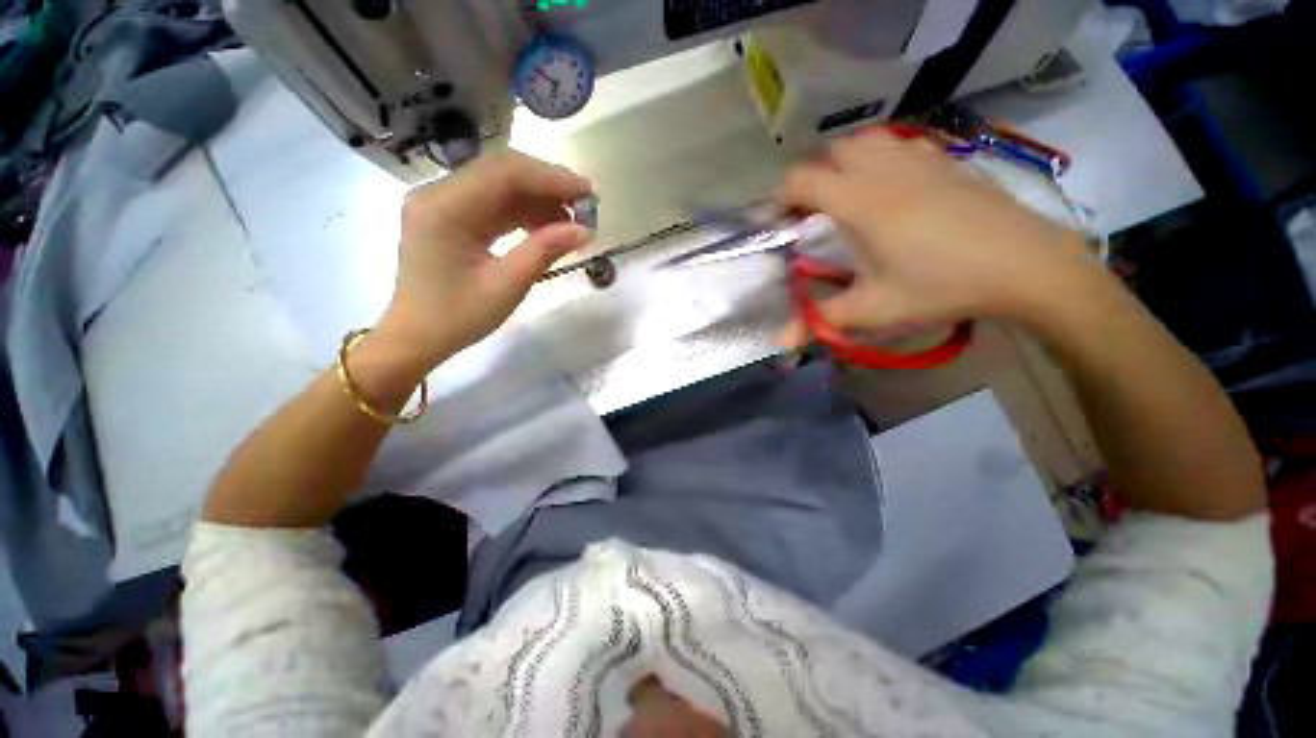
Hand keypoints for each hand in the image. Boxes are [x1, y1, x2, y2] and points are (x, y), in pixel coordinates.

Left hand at [376, 151, 593, 366]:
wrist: (418, 336)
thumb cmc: (458, 316)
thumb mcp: (507, 286)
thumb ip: (545, 251)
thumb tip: (585, 230)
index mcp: (444, 208)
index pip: (503, 174)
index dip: (550, 178)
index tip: (588, 193)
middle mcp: (438, 194)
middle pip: (501, 171)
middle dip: (547, 185)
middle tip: (584, 206)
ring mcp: (442, 203)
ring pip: (499, 185)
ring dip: (538, 199)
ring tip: (571, 221)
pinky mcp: (450, 216)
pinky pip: (493, 203)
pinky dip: (524, 212)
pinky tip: (548, 227)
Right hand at [778, 128, 1093, 342]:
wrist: (1025, 265)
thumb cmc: (942, 285)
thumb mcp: (874, 310)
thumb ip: (822, 319)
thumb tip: (781, 340)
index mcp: (860, 201)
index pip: (802, 180)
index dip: (781, 197)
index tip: (780, 221)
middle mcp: (884, 170)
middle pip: (833, 152)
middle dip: (814, 178)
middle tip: (813, 212)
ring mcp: (919, 158)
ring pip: (867, 141)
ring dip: (847, 164)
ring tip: (847, 196)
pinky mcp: (946, 160)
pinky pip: (900, 145)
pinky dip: (881, 160)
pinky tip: (891, 189)